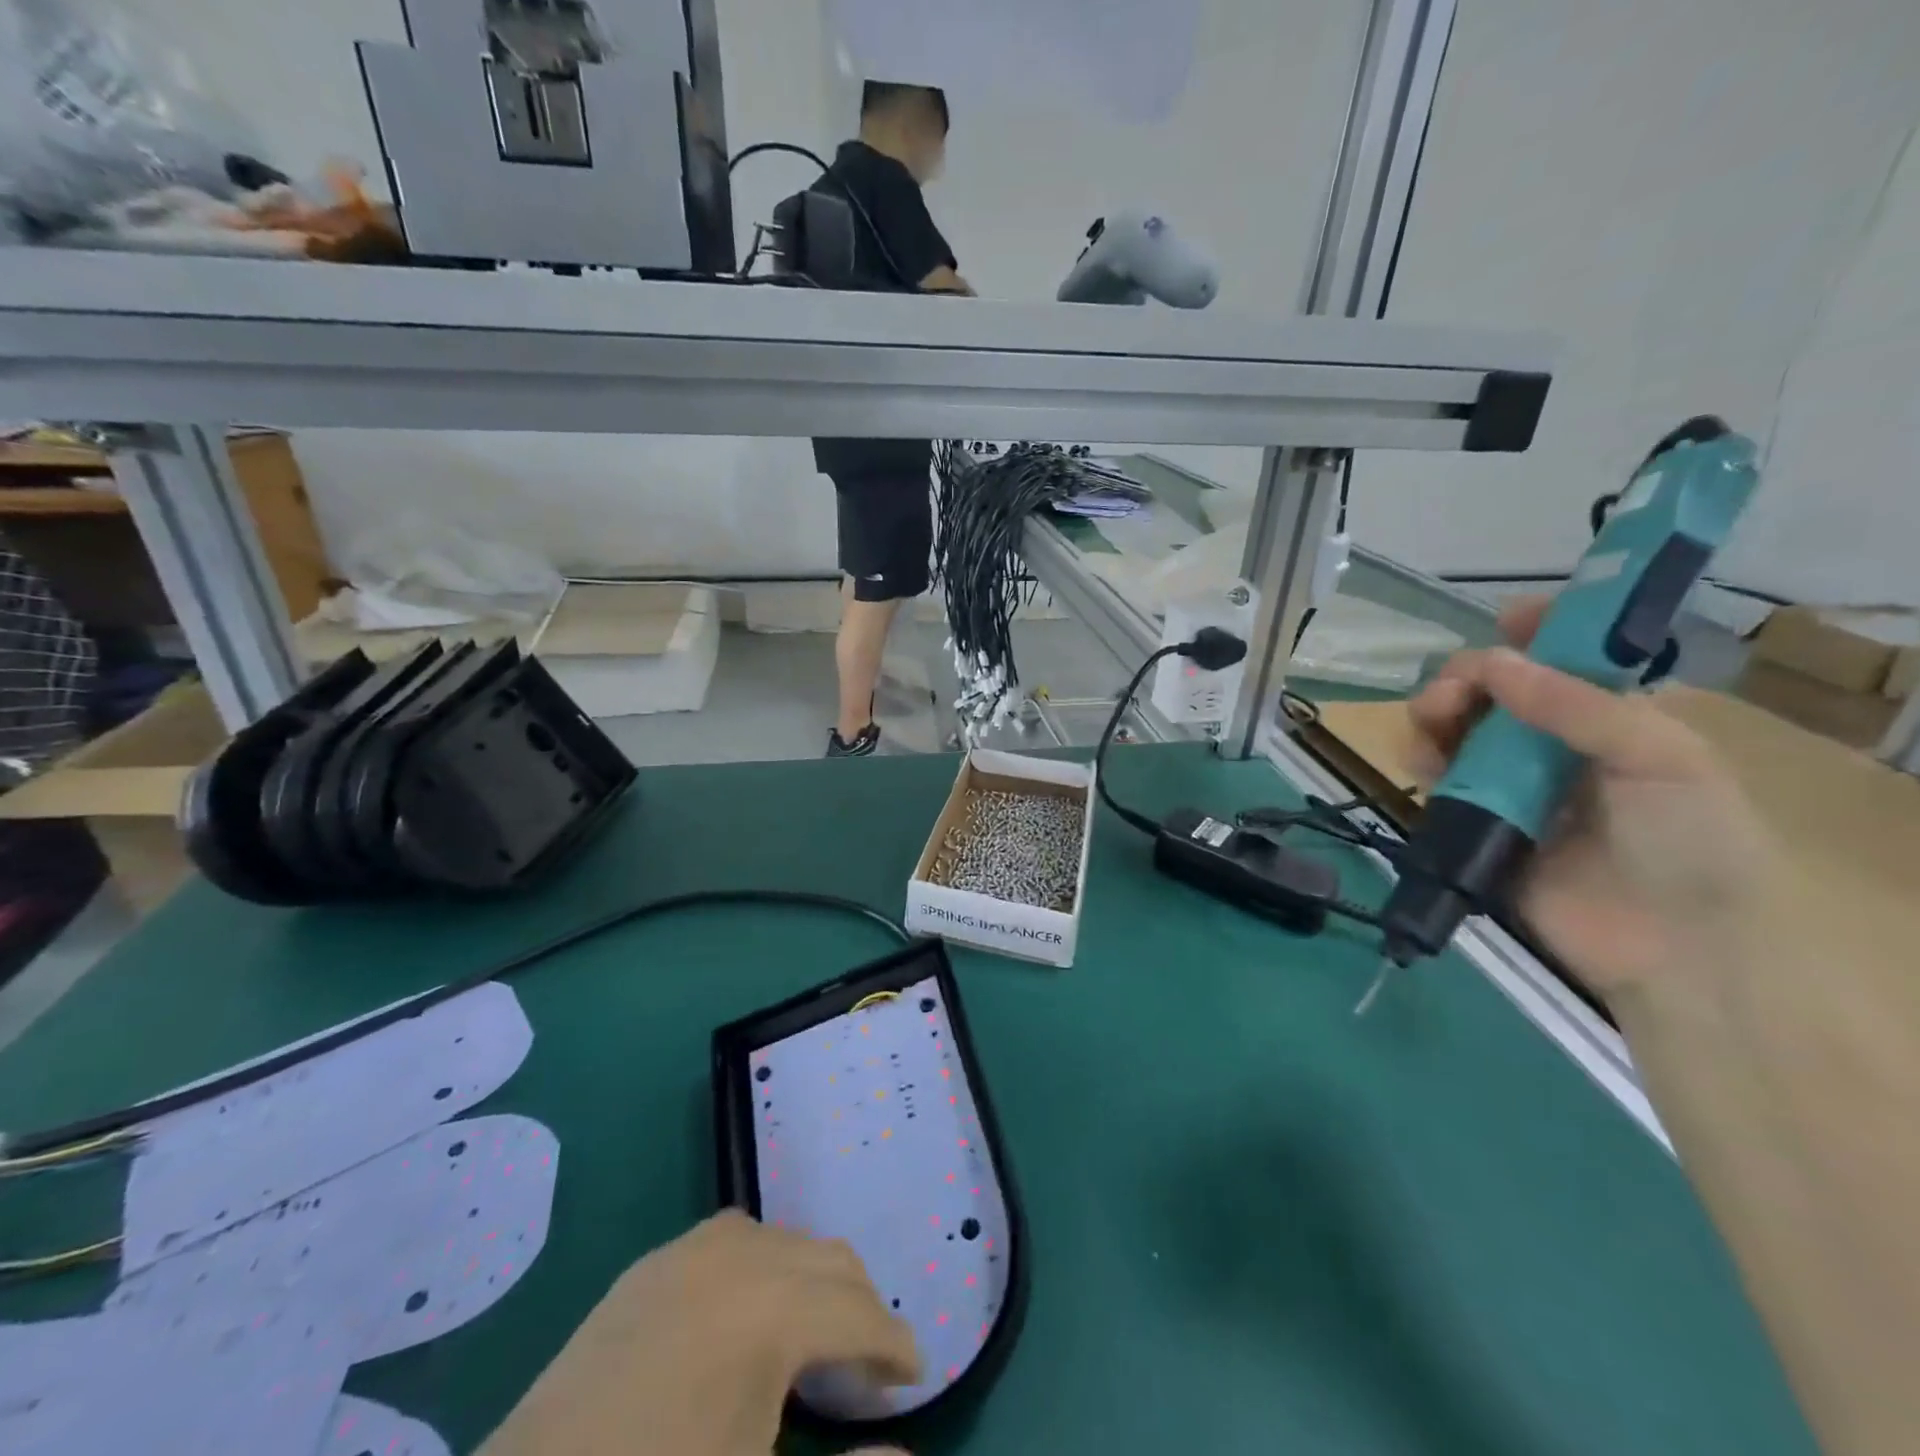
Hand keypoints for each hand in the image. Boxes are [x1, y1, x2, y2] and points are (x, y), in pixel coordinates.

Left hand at [481, 1211, 919, 1455]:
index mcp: (771, 1312)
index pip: (859, 1313)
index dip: (894, 1346)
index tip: (914, 1378)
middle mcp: (738, 1258)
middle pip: (828, 1260)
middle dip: (861, 1307)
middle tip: (871, 1367)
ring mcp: (686, 1253)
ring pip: (783, 1240)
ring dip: (813, 1281)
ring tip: (816, 1338)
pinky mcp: (648, 1267)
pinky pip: (732, 1239)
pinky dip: (763, 1265)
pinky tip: (749, 1314)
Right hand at [1406, 595, 1785, 999]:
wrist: (1667, 947)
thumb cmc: (1687, 842)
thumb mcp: (1662, 758)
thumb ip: (1577, 705)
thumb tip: (1489, 661)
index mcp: (1612, 718)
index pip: (1566, 658)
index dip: (1537, 629)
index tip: (1504, 618)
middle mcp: (1555, 742)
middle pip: (1496, 689)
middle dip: (1468, 676)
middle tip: (1455, 690)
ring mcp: (1511, 782)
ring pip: (1457, 727)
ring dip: (1436, 713)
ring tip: (1431, 721)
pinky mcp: (1475, 819)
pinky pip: (1437, 777)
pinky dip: (1421, 758)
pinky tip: (1420, 760)